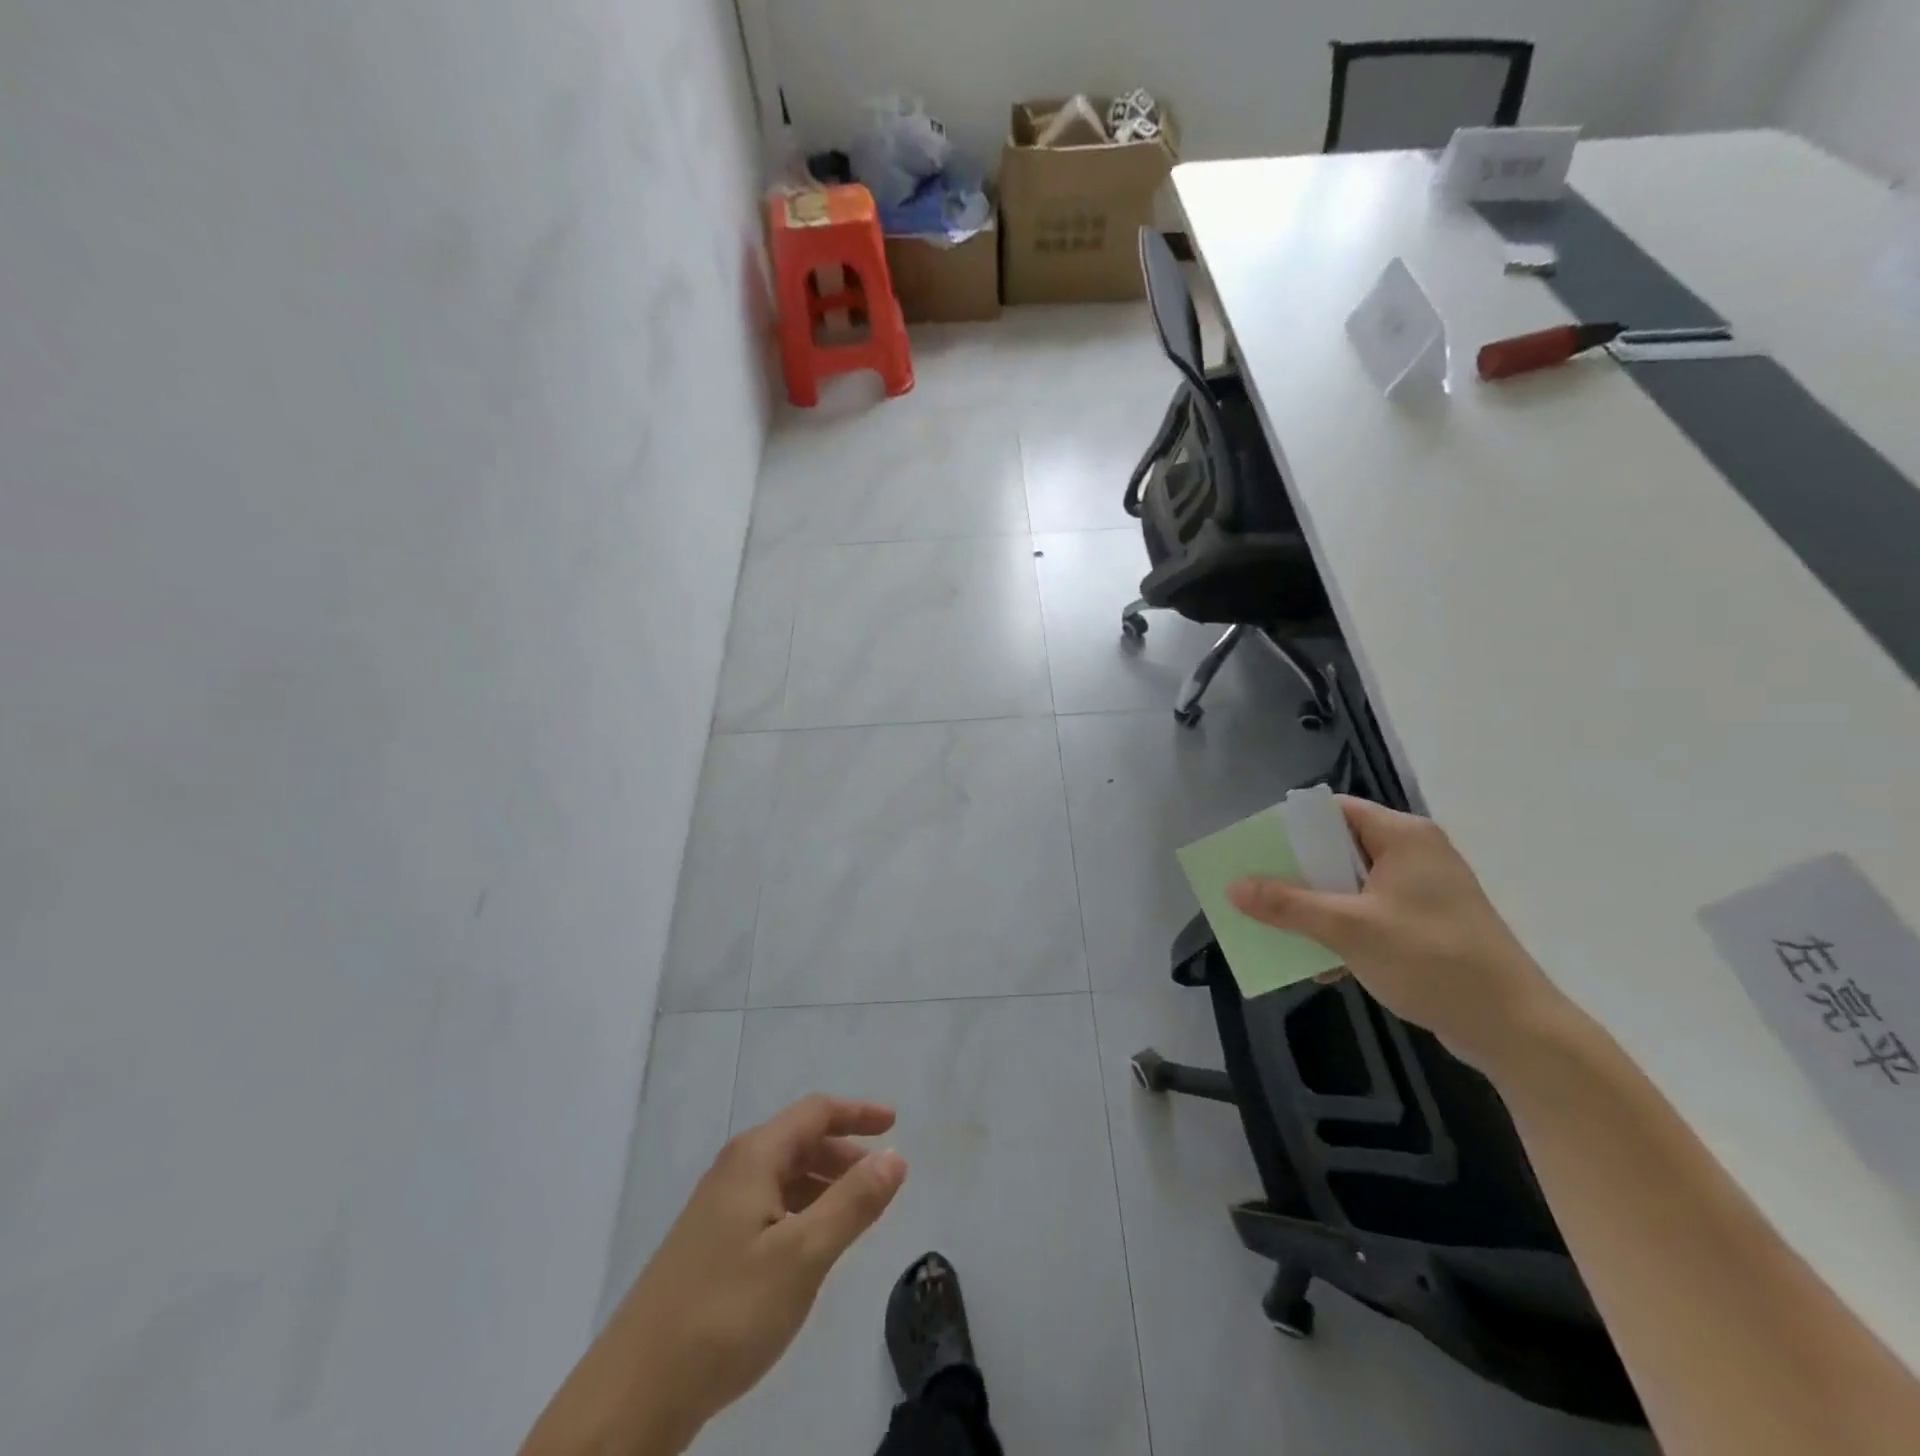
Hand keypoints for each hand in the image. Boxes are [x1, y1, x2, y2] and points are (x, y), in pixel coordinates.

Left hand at [520, 1095, 907, 1455]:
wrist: (632, 1395)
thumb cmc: (725, 1313)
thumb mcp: (802, 1256)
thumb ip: (853, 1203)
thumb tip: (895, 1156)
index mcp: (754, 1158)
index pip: (815, 1112)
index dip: (857, 1113)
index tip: (895, 1123)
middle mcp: (733, 1170)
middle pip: (799, 1141)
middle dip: (844, 1152)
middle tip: (882, 1178)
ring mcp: (716, 1209)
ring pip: (783, 1177)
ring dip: (824, 1183)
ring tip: (856, 1214)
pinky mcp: (709, 1246)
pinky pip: (768, 1207)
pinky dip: (801, 1211)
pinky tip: (811, 1247)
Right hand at [1228, 798, 1565, 1073]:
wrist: (1516, 1030)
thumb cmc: (1433, 961)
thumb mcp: (1350, 929)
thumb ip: (1288, 905)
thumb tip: (1232, 886)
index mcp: (1403, 837)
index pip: (1333, 811)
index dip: (1290, 827)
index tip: (1253, 850)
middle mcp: (1414, 854)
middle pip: (1337, 848)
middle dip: (1295, 873)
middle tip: (1257, 890)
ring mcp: (1422, 890)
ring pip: (1350, 884)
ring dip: (1315, 907)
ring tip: (1279, 928)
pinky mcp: (1425, 923)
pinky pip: (1369, 913)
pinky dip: (1342, 930)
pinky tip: (1322, 964)